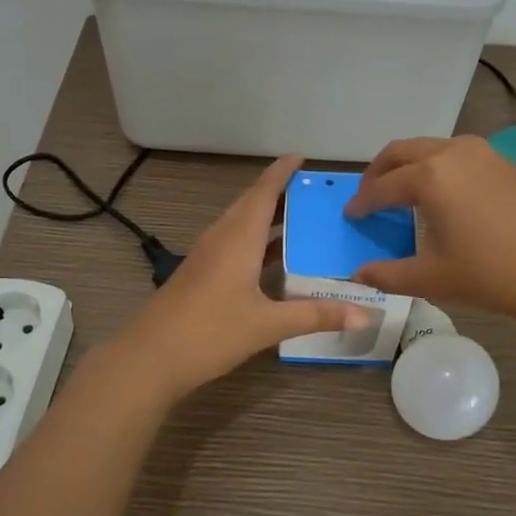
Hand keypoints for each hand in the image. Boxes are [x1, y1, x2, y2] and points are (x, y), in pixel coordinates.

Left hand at [111, 155, 370, 404]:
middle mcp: (221, 238)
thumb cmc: (209, 332)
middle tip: (313, 191)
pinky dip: (258, 241)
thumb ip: (316, 316)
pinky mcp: (201, 274)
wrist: (149, 359)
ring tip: (301, 218)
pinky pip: (234, 244)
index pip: (263, 192)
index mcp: (238, 238)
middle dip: (280, 193)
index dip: (281, 172)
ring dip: (268, 217)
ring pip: (241, 224)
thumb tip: (366, 315)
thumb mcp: (267, 325)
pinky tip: (275, 259)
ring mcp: (207, 256)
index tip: (301, 156)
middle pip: (251, 204)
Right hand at [344, 136, 515, 323]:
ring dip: (407, 165)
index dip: (361, 203)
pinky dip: (434, 167)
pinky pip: (454, 154)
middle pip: (400, 152)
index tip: (350, 216)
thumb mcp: (434, 277)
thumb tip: (358, 274)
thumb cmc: (494, 273)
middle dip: (378, 173)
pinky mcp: (502, 161)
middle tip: (368, 197)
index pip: (381, 187)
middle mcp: (450, 153)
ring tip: (401, 193)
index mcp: (428, 177)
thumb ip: (389, 274)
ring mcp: (481, 152)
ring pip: (428, 148)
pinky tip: (441, 195)